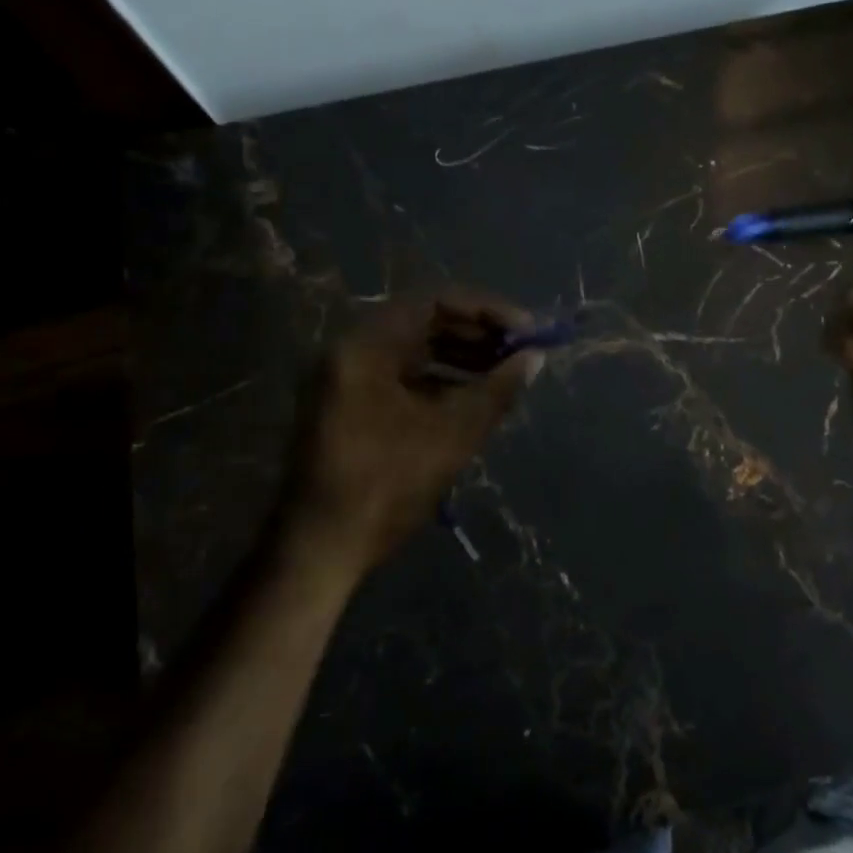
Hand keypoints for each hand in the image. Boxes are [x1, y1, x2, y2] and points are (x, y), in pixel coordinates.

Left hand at [277, 290, 541, 579]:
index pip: (434, 302)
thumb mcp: (451, 436)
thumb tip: (534, 358)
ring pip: (414, 350)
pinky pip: (401, 376)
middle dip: (476, 334)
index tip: (526, 330)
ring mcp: (347, 379)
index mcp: (366, 347)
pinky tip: (472, 397)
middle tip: (519, 351)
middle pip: (423, 322)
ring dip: (461, 357)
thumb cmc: (385, 486)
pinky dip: (439, 380)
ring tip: (504, 374)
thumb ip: (496, 390)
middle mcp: (351, 352)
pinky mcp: (350, 406)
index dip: (487, 311)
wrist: (319, 551)